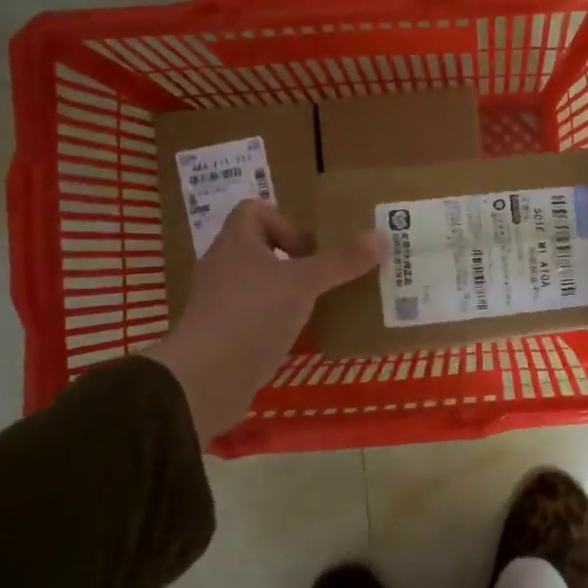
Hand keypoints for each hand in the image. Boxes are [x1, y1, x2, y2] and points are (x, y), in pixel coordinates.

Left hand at [142, 201, 381, 442]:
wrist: (206, 378)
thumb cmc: (254, 314)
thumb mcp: (305, 284)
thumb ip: (342, 262)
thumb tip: (381, 236)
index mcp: (236, 242)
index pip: (254, 210)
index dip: (285, 222)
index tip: (309, 249)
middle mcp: (223, 266)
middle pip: (260, 247)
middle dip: (294, 259)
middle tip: (323, 275)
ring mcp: (220, 302)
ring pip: (259, 283)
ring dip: (287, 290)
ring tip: (318, 304)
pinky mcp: (223, 333)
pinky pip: (255, 314)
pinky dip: (276, 319)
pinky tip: (298, 334)